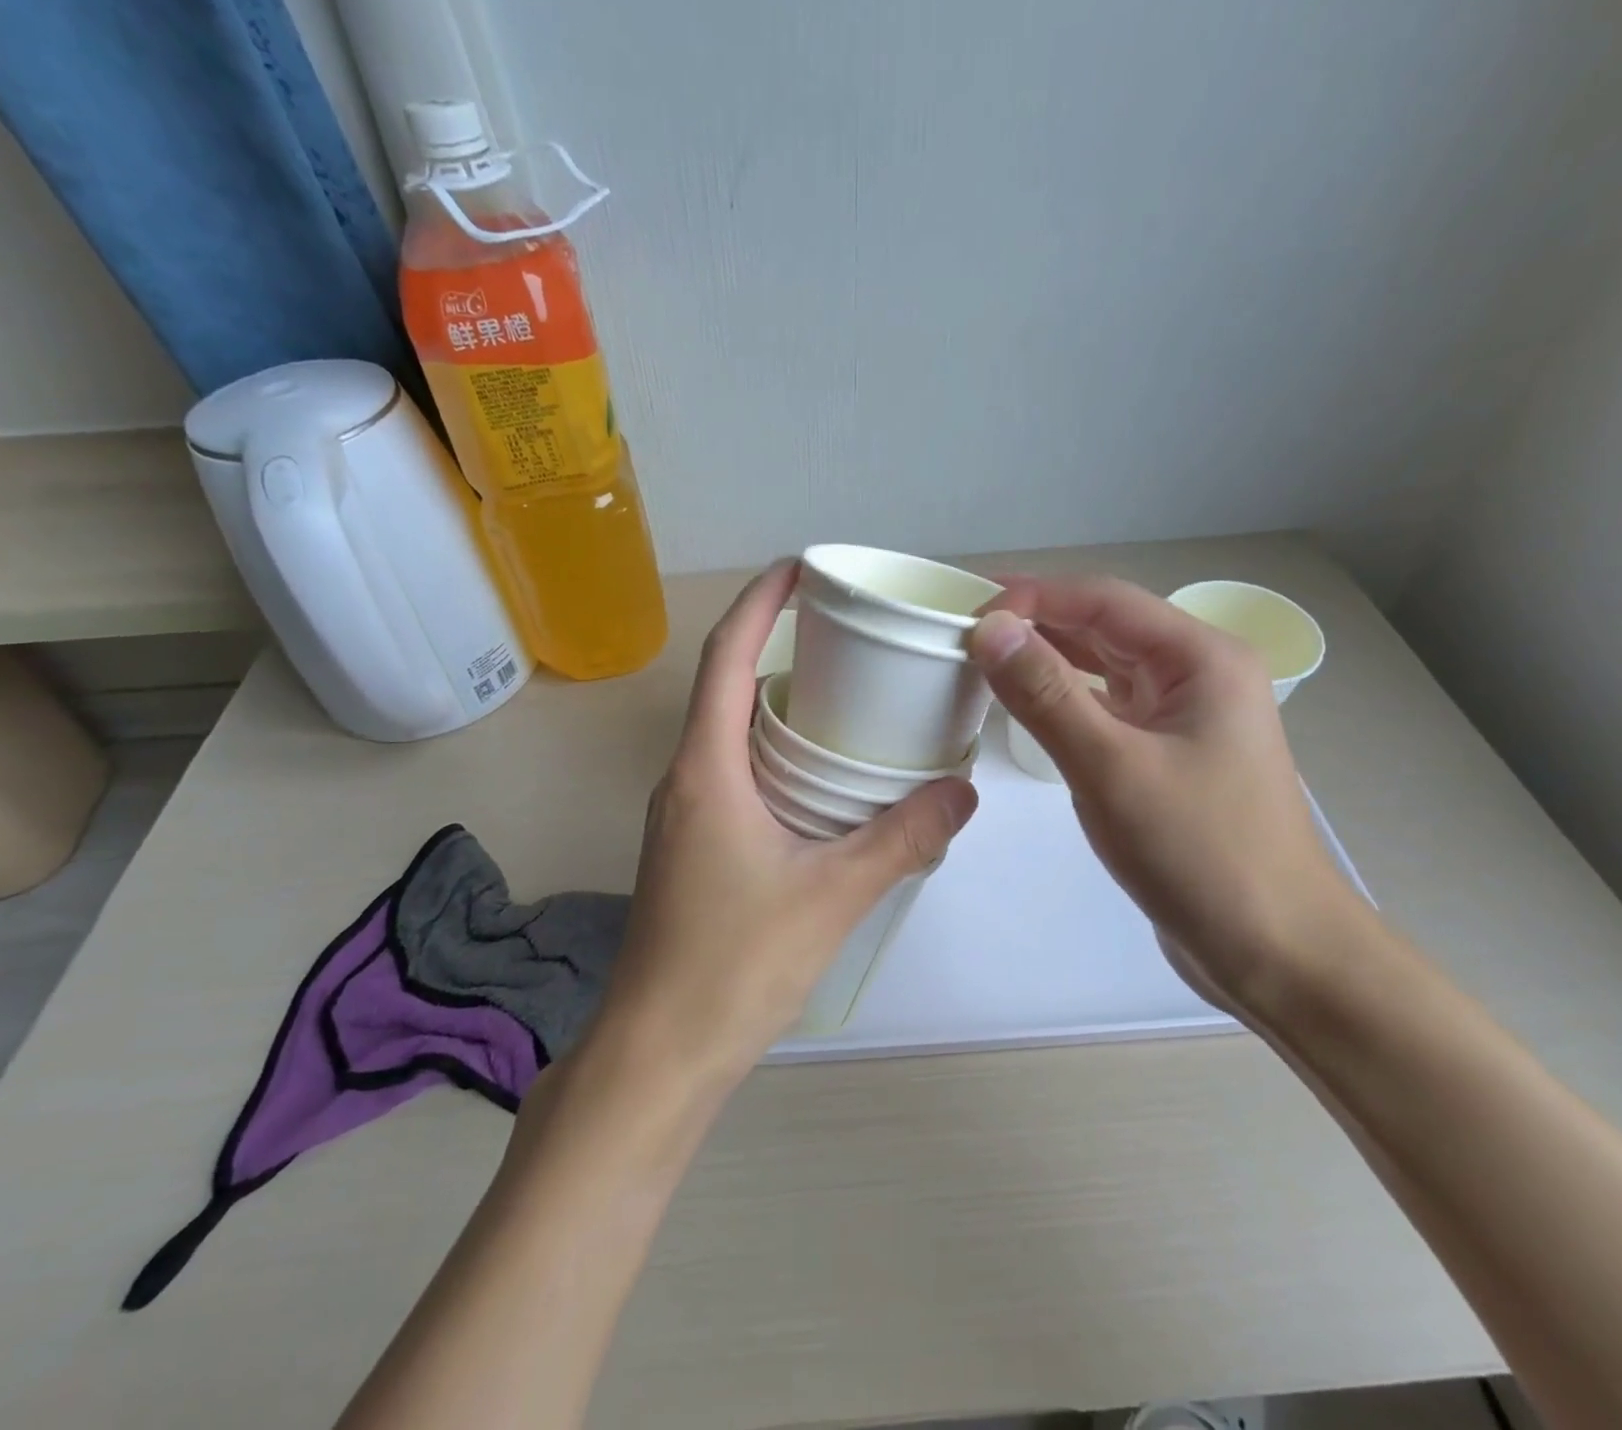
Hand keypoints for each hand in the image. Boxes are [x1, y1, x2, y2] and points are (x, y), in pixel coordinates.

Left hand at [595, 560, 977, 1090]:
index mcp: (706, 771)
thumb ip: (901, 839)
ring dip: (775, 704)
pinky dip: (773, 754)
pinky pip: (732, 775)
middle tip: (843, 635)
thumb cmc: (734, 965)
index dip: (758, 604)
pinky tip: (820, 780)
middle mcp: (685, 780)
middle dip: (775, 647)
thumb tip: (961, 791)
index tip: (799, 568)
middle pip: (726, 689)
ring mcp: (683, 816)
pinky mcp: (692, 848)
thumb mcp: (832, 895)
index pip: (725, 659)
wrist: (660, 1051)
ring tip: (842, 696)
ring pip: (729, 735)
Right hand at [970, 574, 1357, 1020]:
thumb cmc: (1200, 853)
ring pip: (1104, 666)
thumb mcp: (1111, 768)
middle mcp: (1197, 674)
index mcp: (1200, 658)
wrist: (1274, 949)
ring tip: (982, 660)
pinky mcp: (1168, 754)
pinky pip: (1107, 707)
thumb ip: (1046, 694)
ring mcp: (1184, 715)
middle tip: (962, 632)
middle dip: (1035, 622)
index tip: (967, 615)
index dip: (1032, 597)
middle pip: (1104, 626)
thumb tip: (990, 629)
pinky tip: (1024, 706)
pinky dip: (1063, 699)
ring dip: (1047, 659)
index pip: (1102, 600)